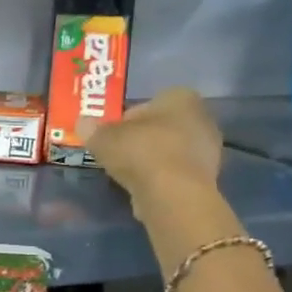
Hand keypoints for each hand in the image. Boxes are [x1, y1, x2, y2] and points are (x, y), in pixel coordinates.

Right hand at [77, 88, 222, 202]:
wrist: (172, 193)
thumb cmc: (140, 152)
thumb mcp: (103, 138)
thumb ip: (92, 129)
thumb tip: (82, 122)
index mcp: (181, 98)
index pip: (151, 102)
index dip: (128, 118)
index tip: (113, 134)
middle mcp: (202, 117)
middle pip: (163, 126)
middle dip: (142, 138)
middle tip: (119, 152)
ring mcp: (209, 149)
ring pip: (171, 149)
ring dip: (152, 159)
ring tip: (128, 173)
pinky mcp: (208, 177)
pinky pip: (177, 172)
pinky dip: (161, 178)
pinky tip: (144, 188)